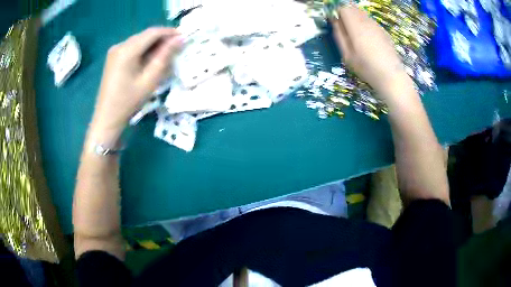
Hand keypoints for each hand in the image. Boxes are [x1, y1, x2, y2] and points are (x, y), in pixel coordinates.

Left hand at [90, 27, 182, 138]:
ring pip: (139, 41)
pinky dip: (143, 50)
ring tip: (165, 54)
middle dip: (162, 39)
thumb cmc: (128, 102)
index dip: (169, 32)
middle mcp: (120, 45)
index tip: (183, 37)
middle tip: (176, 48)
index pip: (152, 32)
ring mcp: (114, 51)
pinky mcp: (113, 57)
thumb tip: (180, 39)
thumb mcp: (149, 80)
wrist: (107, 117)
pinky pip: (132, 47)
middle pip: (145, 35)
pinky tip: (149, 59)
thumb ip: (164, 56)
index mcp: (127, 50)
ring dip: (153, 45)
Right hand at [331, 5, 412, 98]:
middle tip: (344, 27)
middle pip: (352, 8)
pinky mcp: (384, 31)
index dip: (336, 11)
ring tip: (355, 33)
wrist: (391, 76)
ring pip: (362, 13)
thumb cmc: (366, 67)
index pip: (343, 8)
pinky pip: (370, 21)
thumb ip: (339, 35)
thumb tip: (334, 20)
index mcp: (356, 26)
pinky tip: (367, 39)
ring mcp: (377, 26)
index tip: (334, 20)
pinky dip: (365, 23)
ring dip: (355, 18)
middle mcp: (367, 21)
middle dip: (345, 13)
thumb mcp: (347, 54)